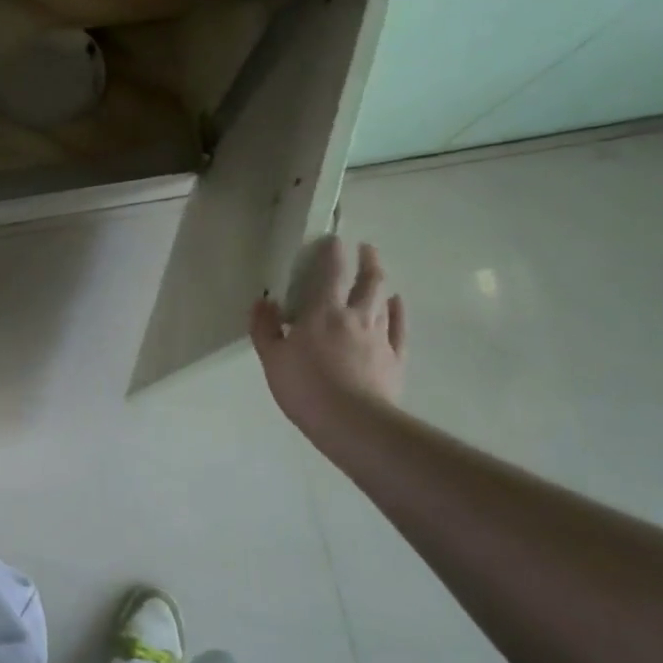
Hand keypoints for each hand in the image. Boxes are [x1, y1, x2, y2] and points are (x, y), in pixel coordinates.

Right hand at [249, 236, 406, 428]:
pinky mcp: (394, 358)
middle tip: (365, 248)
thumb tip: (263, 301)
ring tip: (378, 272)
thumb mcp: (272, 358)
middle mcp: (355, 316)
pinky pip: (398, 327)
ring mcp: (379, 337)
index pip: (331, 273)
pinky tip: (397, 303)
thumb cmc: (305, 388)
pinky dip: (398, 311)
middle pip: (367, 281)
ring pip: (383, 300)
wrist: (352, 423)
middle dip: (367, 261)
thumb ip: (265, 328)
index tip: (334, 239)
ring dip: (381, 282)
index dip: (333, 253)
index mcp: (322, 313)